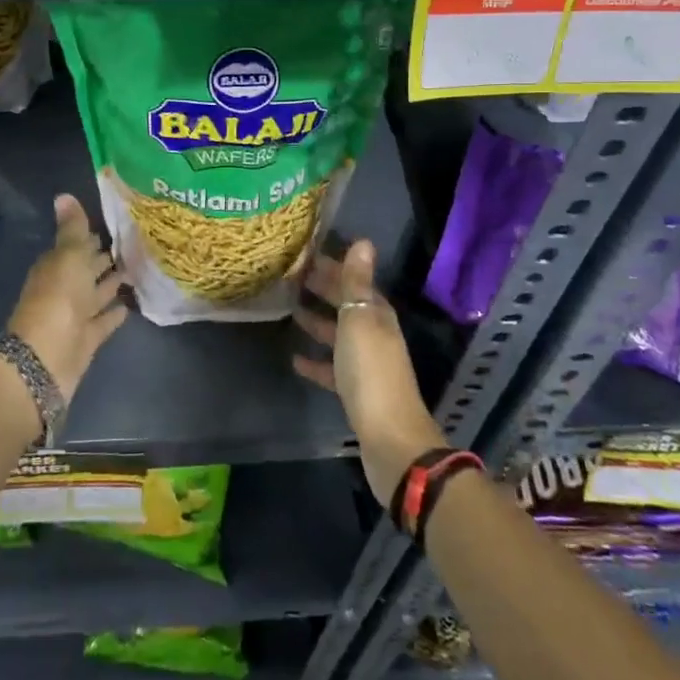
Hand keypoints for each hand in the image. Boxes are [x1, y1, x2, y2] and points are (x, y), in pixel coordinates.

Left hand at [7, 195, 128, 403]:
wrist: (45, 359)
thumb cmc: (58, 299)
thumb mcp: (68, 256)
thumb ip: (72, 228)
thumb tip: (63, 194)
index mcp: (57, 266)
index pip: (77, 246)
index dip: (92, 237)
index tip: (117, 226)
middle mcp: (64, 288)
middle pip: (87, 270)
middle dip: (105, 259)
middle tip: (134, 245)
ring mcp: (75, 316)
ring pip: (97, 294)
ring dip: (113, 284)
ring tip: (138, 270)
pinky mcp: (87, 339)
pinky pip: (103, 321)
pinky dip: (114, 313)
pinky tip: (131, 305)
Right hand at [292, 240, 447, 506]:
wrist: (389, 438)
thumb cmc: (371, 372)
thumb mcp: (360, 320)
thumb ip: (356, 282)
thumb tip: (363, 241)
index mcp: (377, 314)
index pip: (354, 281)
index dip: (333, 267)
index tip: (304, 254)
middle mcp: (374, 334)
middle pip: (347, 305)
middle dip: (323, 290)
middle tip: (291, 277)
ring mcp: (366, 364)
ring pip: (339, 335)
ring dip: (318, 322)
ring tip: (290, 311)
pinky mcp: (356, 392)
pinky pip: (332, 368)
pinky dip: (317, 361)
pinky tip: (295, 360)